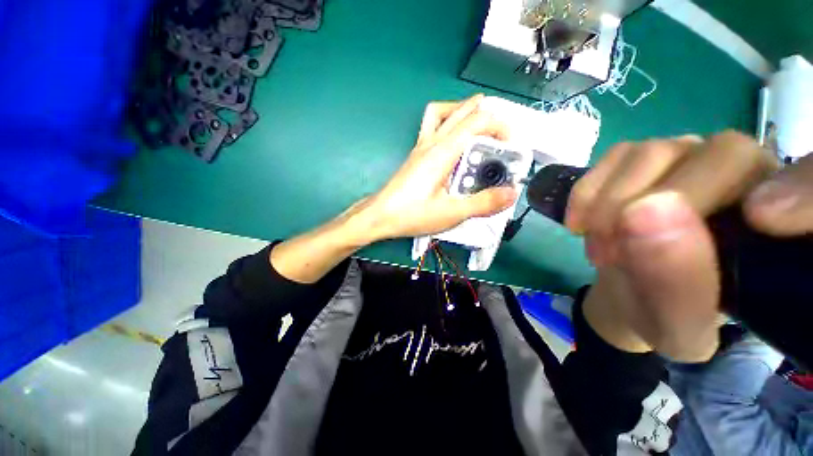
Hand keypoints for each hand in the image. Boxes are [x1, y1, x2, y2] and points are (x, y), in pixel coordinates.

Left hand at [361, 94, 518, 240]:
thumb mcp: (451, 213)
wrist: (379, 216)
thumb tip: (511, 193)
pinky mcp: (416, 156)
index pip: (477, 120)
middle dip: (486, 115)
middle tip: (499, 136)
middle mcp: (431, 142)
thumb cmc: (411, 214)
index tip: (510, 146)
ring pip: (442, 113)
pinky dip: (448, 126)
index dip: (500, 126)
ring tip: (477, 132)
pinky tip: (454, 148)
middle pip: (460, 109)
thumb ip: (483, 203)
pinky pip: (433, 127)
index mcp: (442, 152)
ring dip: (463, 114)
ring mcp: (421, 147)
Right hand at [567, 131, 785, 361]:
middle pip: (721, 156)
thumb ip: (677, 287)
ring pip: (655, 152)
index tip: (756, 221)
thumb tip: (646, 214)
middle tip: (614, 254)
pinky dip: (589, 192)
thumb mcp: (675, 328)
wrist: (627, 290)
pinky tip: (581, 223)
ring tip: (599, 246)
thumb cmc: (664, 315)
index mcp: (780, 230)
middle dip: (653, 207)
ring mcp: (691, 155)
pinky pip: (616, 156)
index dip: (802, 189)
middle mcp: (749, 176)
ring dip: (609, 205)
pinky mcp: (643, 156)